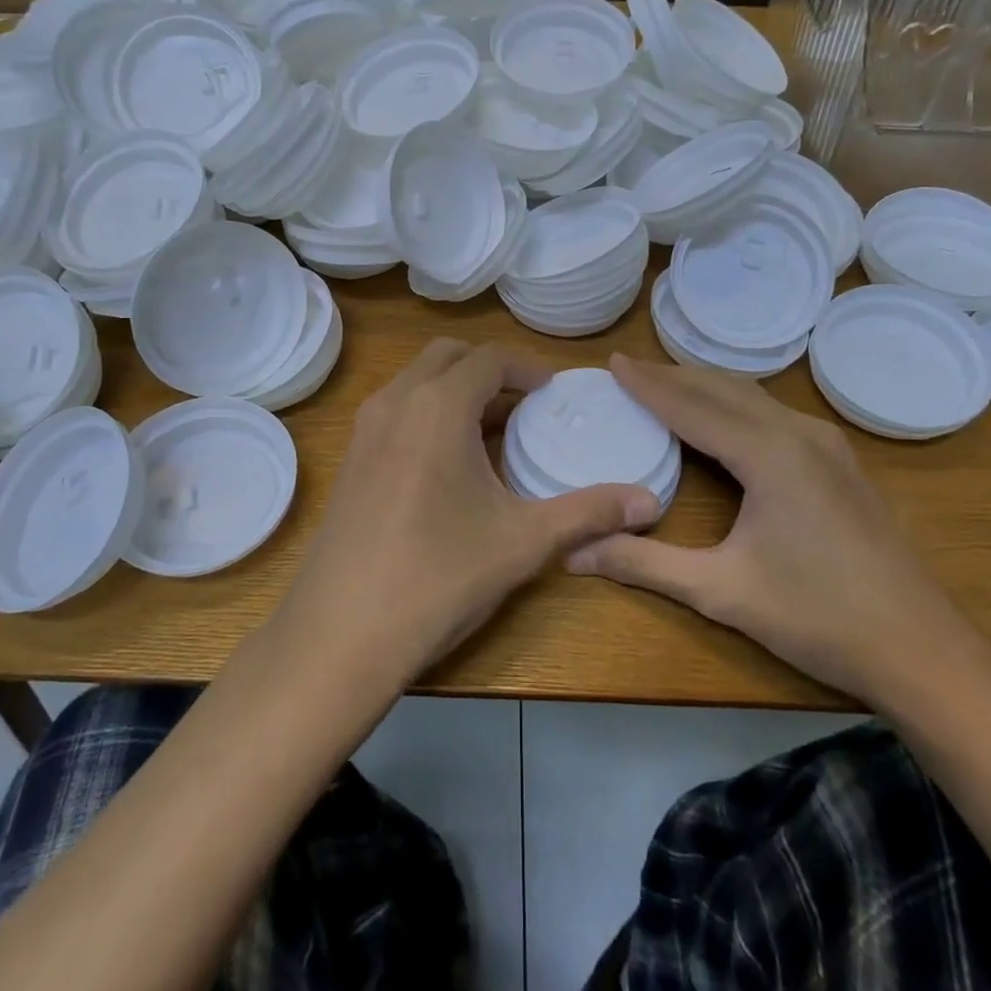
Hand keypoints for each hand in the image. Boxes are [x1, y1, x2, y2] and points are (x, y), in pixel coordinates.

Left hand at [281, 339, 661, 682]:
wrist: (340, 633)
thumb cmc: (439, 577)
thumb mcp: (522, 542)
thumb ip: (588, 513)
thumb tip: (651, 503)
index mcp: (438, 406)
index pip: (488, 358)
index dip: (525, 367)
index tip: (552, 390)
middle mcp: (396, 402)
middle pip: (447, 356)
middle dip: (489, 368)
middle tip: (524, 403)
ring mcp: (365, 429)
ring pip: (416, 381)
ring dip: (455, 388)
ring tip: (492, 429)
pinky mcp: (350, 458)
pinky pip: (396, 410)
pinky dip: (427, 411)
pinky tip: (450, 463)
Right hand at [568, 354, 961, 701]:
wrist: (923, 651)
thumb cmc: (818, 618)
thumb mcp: (721, 592)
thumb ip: (645, 565)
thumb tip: (575, 554)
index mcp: (769, 454)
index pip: (692, 406)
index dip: (649, 385)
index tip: (612, 363)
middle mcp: (800, 434)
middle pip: (724, 389)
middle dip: (673, 376)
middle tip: (629, 370)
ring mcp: (828, 446)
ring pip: (754, 397)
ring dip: (706, 387)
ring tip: (666, 385)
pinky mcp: (841, 463)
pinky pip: (775, 414)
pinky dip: (736, 405)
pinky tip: (723, 420)